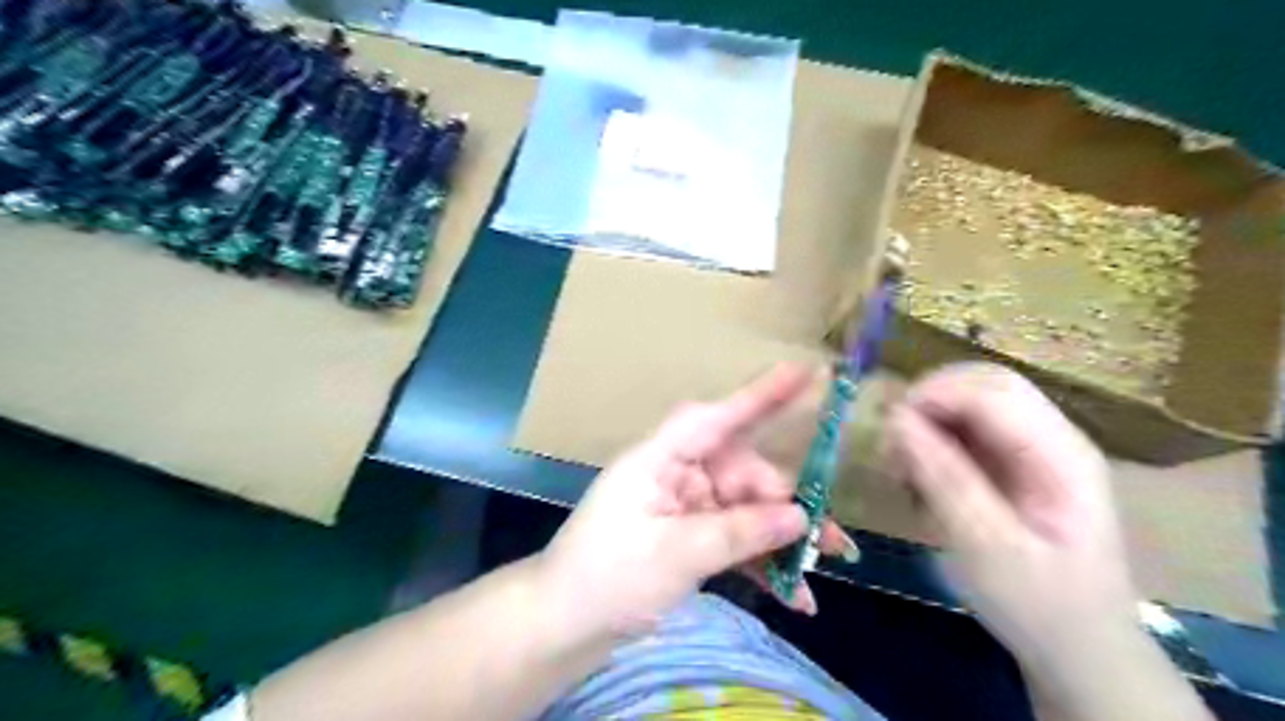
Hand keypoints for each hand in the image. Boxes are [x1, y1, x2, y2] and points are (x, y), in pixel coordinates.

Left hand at [539, 366, 857, 646]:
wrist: (563, 628)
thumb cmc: (607, 579)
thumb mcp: (676, 555)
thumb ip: (740, 532)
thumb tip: (799, 517)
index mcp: (660, 460)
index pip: (715, 418)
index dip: (760, 395)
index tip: (806, 373)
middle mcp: (676, 474)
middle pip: (742, 473)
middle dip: (786, 504)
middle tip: (830, 540)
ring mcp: (683, 508)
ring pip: (745, 509)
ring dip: (781, 539)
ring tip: (821, 572)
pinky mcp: (687, 537)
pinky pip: (734, 539)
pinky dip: (760, 562)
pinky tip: (794, 596)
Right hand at [886, 362, 1131, 665]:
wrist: (1079, 648)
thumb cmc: (1039, 605)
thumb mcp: (988, 549)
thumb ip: (945, 479)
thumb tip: (897, 420)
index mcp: (1061, 456)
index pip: (993, 391)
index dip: (935, 395)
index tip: (888, 429)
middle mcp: (1052, 439)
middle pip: (985, 383)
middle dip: (930, 400)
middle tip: (891, 443)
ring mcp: (1035, 449)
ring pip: (973, 400)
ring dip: (929, 419)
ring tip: (902, 464)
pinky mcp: (1016, 463)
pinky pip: (968, 428)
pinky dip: (935, 440)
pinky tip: (920, 474)